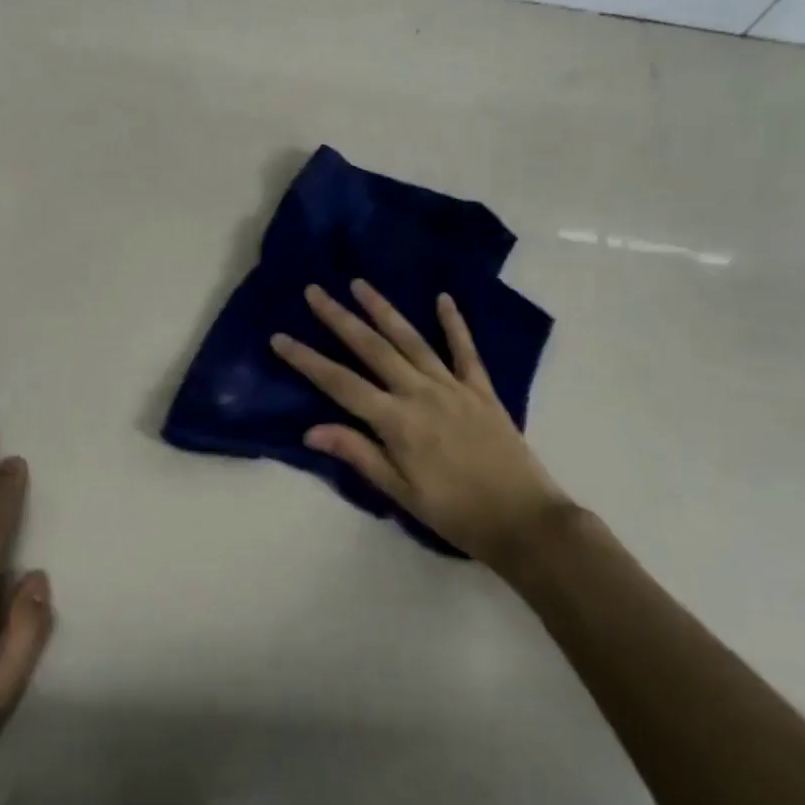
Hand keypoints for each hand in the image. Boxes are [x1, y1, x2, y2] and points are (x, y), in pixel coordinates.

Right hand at [271, 281, 569, 566]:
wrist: (524, 520)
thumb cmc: (456, 513)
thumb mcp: (401, 493)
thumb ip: (359, 455)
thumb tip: (311, 430)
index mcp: (396, 422)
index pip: (340, 384)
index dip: (307, 360)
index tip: (280, 338)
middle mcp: (420, 393)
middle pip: (372, 349)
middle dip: (339, 318)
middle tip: (314, 292)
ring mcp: (453, 387)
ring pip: (411, 340)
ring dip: (383, 310)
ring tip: (360, 284)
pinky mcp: (482, 389)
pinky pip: (465, 350)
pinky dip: (454, 323)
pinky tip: (444, 298)